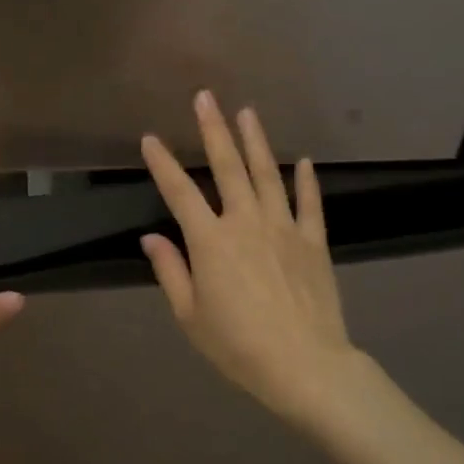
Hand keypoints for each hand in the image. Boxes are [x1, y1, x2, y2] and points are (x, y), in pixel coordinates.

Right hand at [141, 92, 359, 426]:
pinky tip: (303, 160)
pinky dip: (306, 180)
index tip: (150, 138)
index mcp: (210, 241)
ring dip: (256, 141)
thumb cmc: (238, 346)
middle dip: (214, 130)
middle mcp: (246, 223)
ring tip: (248, 112)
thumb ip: (171, 271)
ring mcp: (284, 228)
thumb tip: (152, 237)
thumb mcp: (190, 316)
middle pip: (227, 168)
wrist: (305, 366)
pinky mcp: (314, 242)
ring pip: (267, 174)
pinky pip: (309, 203)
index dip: (162, 163)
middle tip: (206, 97)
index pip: (179, 193)